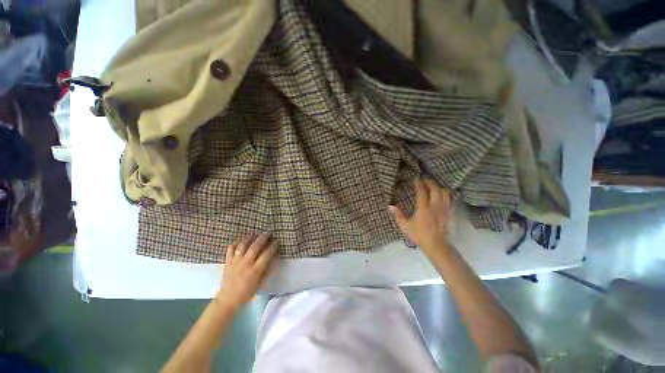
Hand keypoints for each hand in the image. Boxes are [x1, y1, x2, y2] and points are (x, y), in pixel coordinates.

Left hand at [216, 233, 277, 310]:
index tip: (276, 241)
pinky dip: (235, 243)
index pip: (267, 254)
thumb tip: (275, 259)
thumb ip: (268, 270)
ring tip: (254, 233)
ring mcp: (236, 261)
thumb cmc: (247, 293)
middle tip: (267, 233)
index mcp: (256, 270)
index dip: (273, 246)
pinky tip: (240, 240)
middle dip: (263, 238)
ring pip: (243, 245)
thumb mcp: (261, 284)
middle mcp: (246, 263)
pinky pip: (231, 249)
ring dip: (250, 237)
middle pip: (255, 246)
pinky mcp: (228, 262)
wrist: (227, 299)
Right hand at [389, 179, 452, 252]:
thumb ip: (398, 215)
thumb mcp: (405, 226)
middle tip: (424, 180)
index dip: (419, 184)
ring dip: (439, 187)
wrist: (436, 245)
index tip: (416, 178)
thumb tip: (390, 206)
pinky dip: (446, 194)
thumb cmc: (419, 235)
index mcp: (423, 208)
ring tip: (433, 186)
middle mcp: (435, 206)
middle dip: (430, 182)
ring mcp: (444, 209)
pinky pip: (450, 199)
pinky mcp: (450, 212)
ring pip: (445, 192)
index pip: (422, 192)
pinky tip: (443, 194)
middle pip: (435, 189)